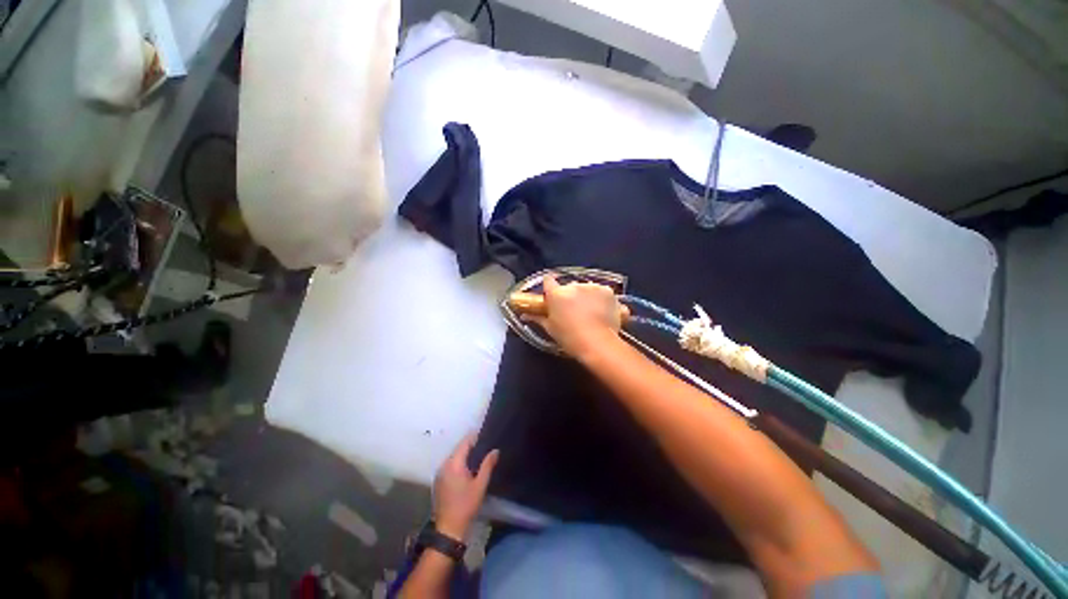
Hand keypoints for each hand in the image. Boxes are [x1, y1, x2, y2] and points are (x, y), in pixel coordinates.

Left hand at [433, 433, 498, 539]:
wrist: (448, 529)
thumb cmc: (466, 506)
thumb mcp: (480, 485)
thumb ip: (487, 465)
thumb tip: (495, 450)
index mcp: (454, 463)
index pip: (465, 442)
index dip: (475, 435)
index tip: (486, 431)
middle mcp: (444, 464)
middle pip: (459, 448)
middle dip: (471, 444)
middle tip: (486, 443)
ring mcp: (440, 473)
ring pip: (454, 456)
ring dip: (466, 454)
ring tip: (480, 453)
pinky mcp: (439, 480)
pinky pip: (450, 464)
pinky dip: (460, 462)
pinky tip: (469, 467)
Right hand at [529, 274, 625, 357]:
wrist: (598, 343)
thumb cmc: (570, 338)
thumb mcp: (551, 329)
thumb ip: (538, 318)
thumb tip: (525, 315)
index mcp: (557, 294)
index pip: (548, 281)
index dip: (549, 287)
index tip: (551, 294)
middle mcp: (573, 286)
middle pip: (569, 286)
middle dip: (570, 295)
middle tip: (572, 310)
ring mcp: (592, 287)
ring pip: (586, 288)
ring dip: (587, 296)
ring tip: (591, 313)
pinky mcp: (608, 291)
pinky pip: (602, 292)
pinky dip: (601, 299)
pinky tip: (603, 312)